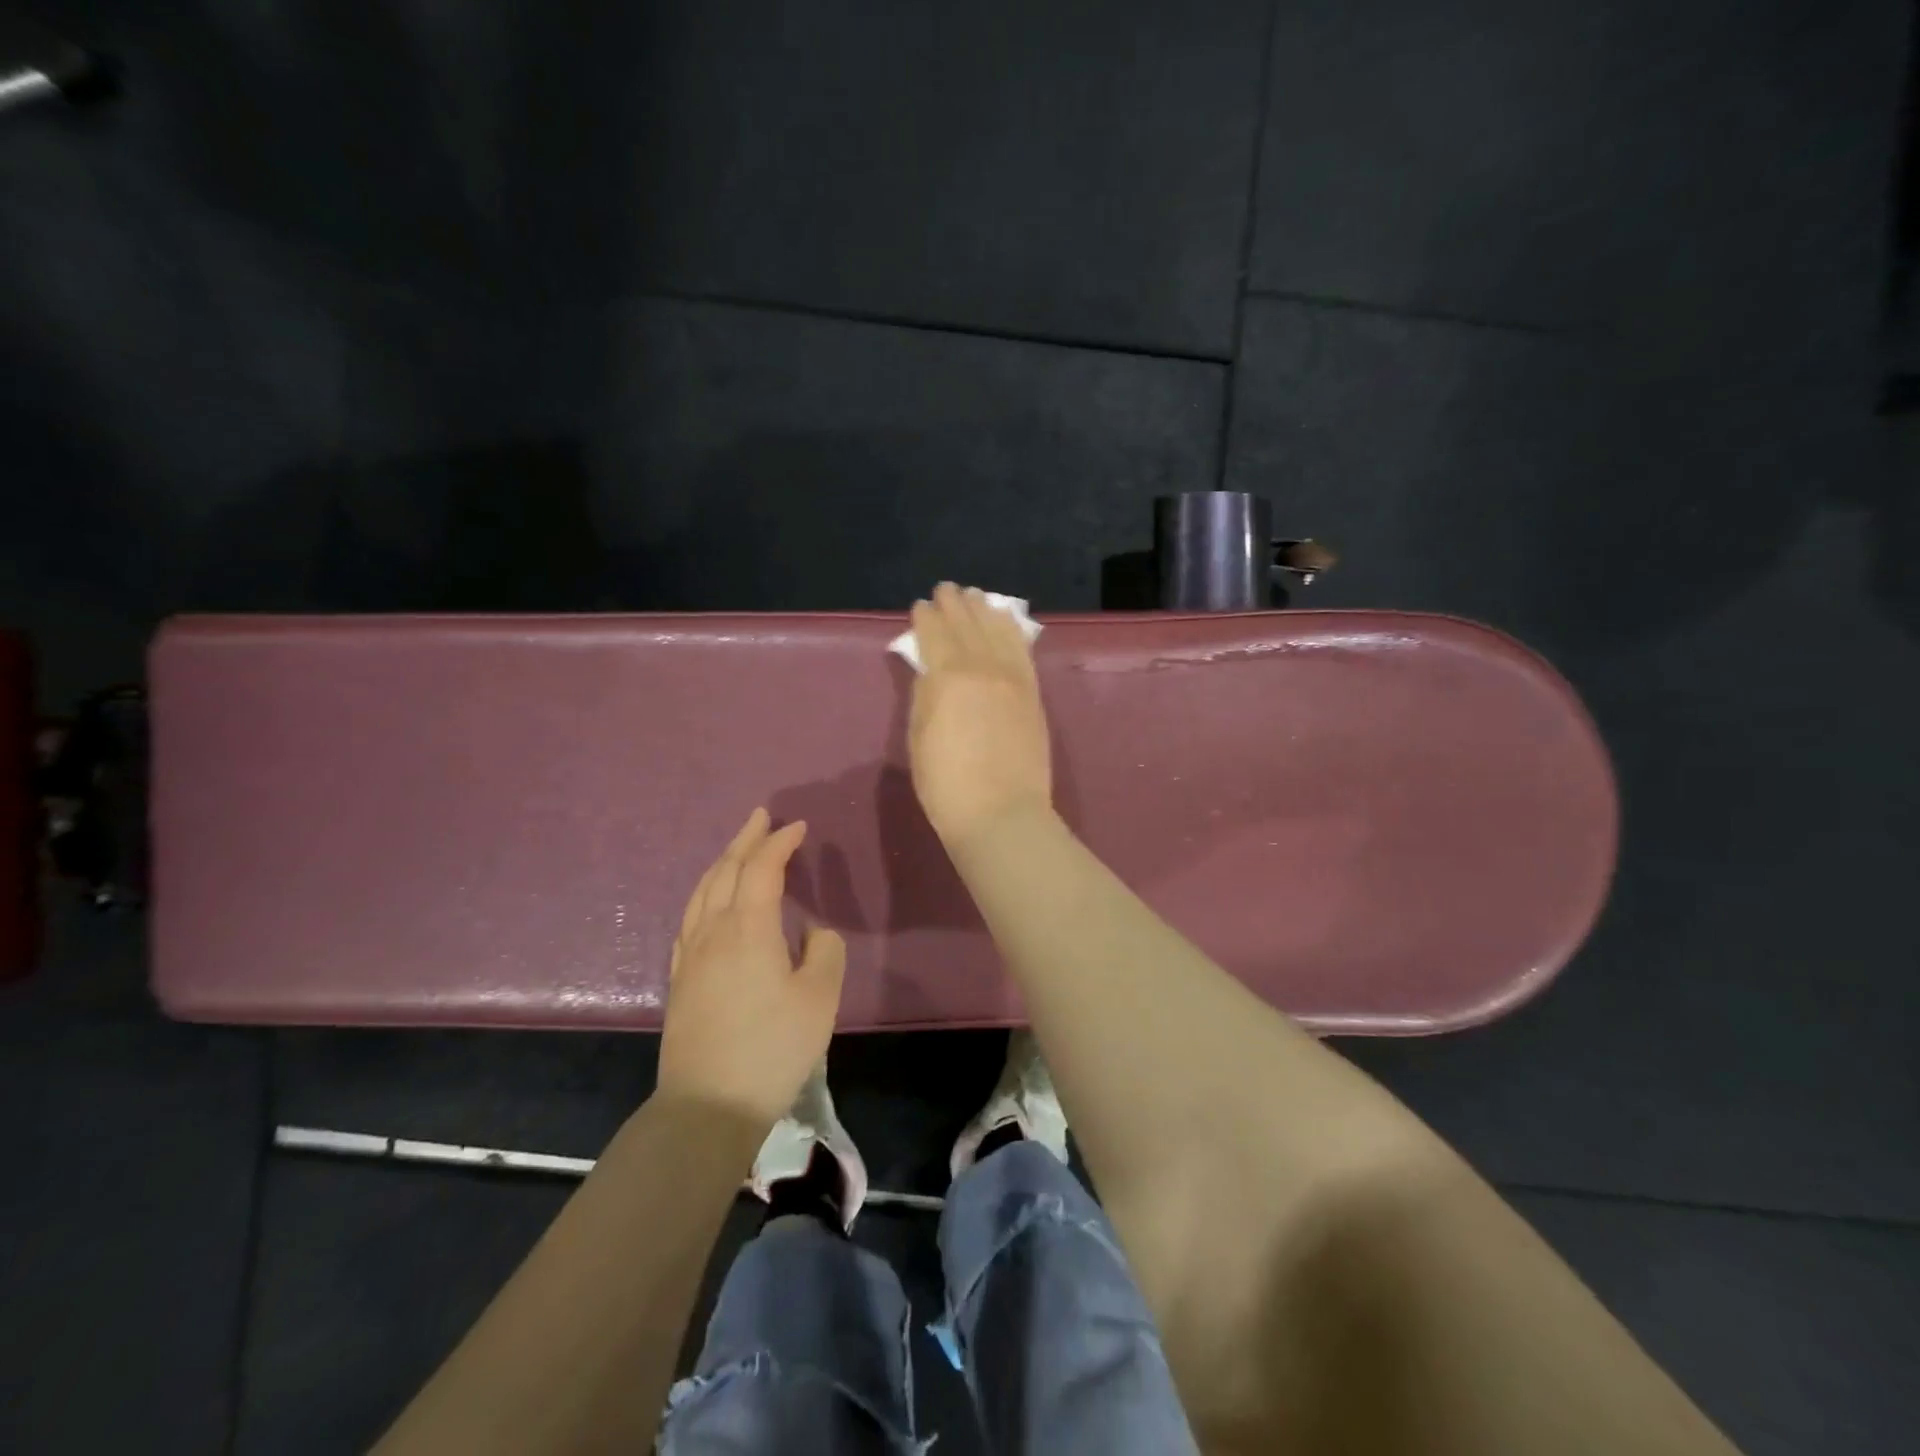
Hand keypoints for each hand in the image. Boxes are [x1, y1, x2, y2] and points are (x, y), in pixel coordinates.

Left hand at [657, 808, 845, 1127]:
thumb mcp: (820, 998)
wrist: (708, 1105)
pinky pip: (690, 918)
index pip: (763, 869)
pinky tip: (709, 901)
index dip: (780, 843)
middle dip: (747, 840)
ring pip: (703, 892)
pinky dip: (704, 894)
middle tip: (763, 817)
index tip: (799, 827)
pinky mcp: (680, 979)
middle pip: (726, 871)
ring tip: (738, 848)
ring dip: (723, 862)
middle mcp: (714, 931)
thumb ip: (824, 951)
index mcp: (749, 929)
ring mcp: (691, 955)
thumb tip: (811, 932)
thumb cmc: (772, 1048)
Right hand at [908, 582, 1053, 847]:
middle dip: (955, 604)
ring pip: (998, 630)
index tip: (920, 606)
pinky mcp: (1033, 693)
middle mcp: (983, 667)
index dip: (925, 617)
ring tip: (977, 596)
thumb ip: (924, 695)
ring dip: (985, 609)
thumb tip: (930, 670)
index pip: (935, 634)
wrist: (1002, 814)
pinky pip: (1023, 650)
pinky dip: (1013, 631)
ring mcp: (1013, 678)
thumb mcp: (919, 738)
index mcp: (947, 677)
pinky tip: (1008, 622)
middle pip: (967, 624)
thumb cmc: (947, 784)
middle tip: (947, 589)